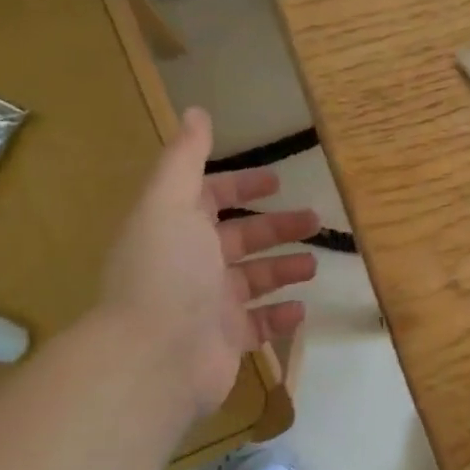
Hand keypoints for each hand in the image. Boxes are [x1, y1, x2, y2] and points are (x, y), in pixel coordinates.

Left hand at [101, 108, 319, 415]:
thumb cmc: (166, 271)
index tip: (277, 181)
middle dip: (276, 227)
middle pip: (240, 238)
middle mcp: (190, 264)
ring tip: (314, 264)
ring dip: (283, 269)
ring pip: (253, 280)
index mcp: (175, 227)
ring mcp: (207, 306)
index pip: (210, 198)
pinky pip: (258, 325)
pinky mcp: (224, 342)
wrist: (155, 358)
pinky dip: (280, 316)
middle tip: (315, 219)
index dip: (241, 186)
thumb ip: (185, 158)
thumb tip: (196, 111)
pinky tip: (302, 308)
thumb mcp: (170, 202)